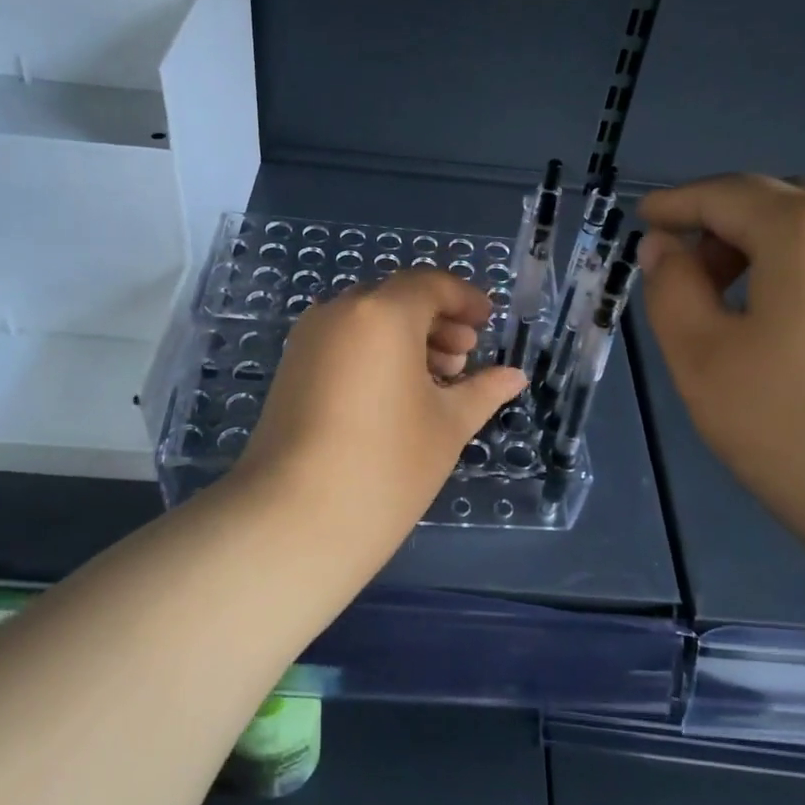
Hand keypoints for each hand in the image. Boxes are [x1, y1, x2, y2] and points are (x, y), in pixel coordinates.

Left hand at [232, 269, 527, 574]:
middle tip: (464, 358)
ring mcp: (308, 340)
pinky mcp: (290, 370)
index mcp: (382, 313)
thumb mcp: (448, 425)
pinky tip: (397, 395)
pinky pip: (342, 343)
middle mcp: (339, 312)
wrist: (295, 518)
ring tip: (436, 382)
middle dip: (436, 322)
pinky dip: (374, 354)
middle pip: (396, 300)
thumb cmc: (388, 464)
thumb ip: (483, 390)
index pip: (430, 285)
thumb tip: (514, 376)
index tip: (487, 322)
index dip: (464, 299)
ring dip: (406, 339)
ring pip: (366, 322)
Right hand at [639, 174, 804, 581]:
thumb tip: (666, 247)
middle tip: (688, 274)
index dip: (677, 203)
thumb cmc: (798, 427)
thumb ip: (671, 289)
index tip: (643, 219)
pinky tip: (794, 328)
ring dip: (769, 248)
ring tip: (737, 306)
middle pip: (782, 200)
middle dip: (725, 224)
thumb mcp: (702, 358)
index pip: (727, 193)